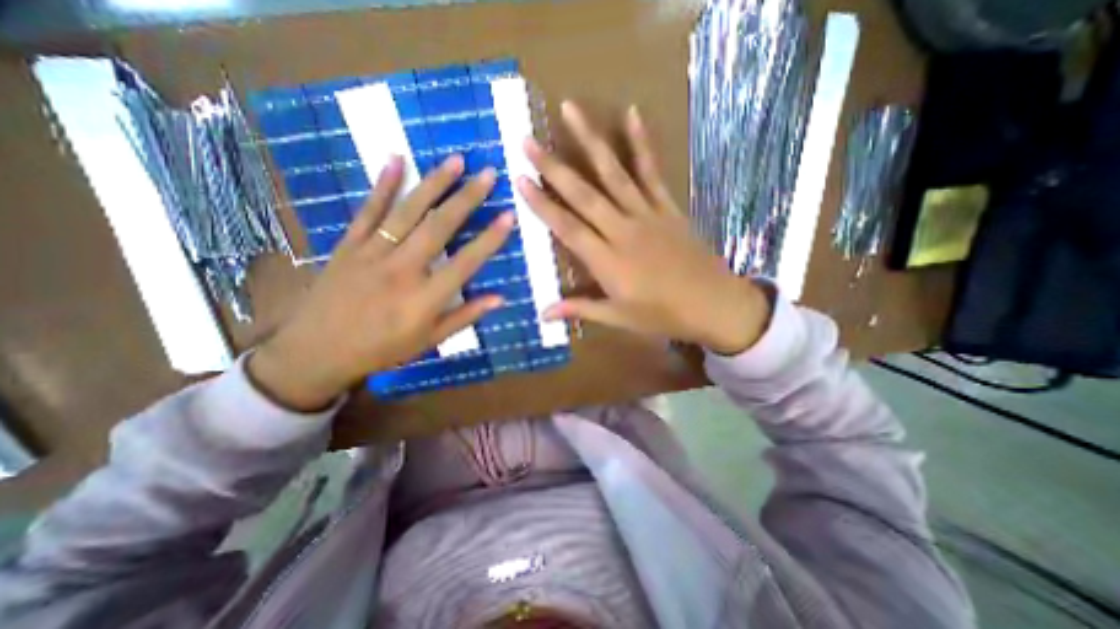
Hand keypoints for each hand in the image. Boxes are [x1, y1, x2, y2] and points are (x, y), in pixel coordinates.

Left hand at [245, 154, 512, 413]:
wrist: (317, 352)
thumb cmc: (382, 348)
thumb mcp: (430, 340)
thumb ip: (465, 317)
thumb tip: (500, 298)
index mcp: (424, 299)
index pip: (465, 263)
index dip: (489, 239)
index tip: (508, 216)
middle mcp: (402, 270)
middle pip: (439, 227)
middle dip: (466, 198)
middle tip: (487, 174)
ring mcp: (372, 253)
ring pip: (407, 212)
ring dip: (433, 183)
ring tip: (455, 160)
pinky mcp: (348, 245)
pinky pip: (368, 211)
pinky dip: (383, 184)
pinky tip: (396, 159)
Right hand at [519, 104, 770, 352]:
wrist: (712, 303)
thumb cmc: (662, 314)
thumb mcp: (618, 318)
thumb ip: (580, 309)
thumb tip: (543, 314)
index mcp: (607, 261)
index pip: (567, 227)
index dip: (542, 204)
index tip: (520, 179)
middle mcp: (622, 230)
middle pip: (583, 194)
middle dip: (553, 167)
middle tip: (528, 140)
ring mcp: (646, 213)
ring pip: (613, 173)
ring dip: (590, 140)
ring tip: (570, 109)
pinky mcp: (667, 206)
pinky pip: (651, 171)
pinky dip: (641, 143)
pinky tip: (632, 113)